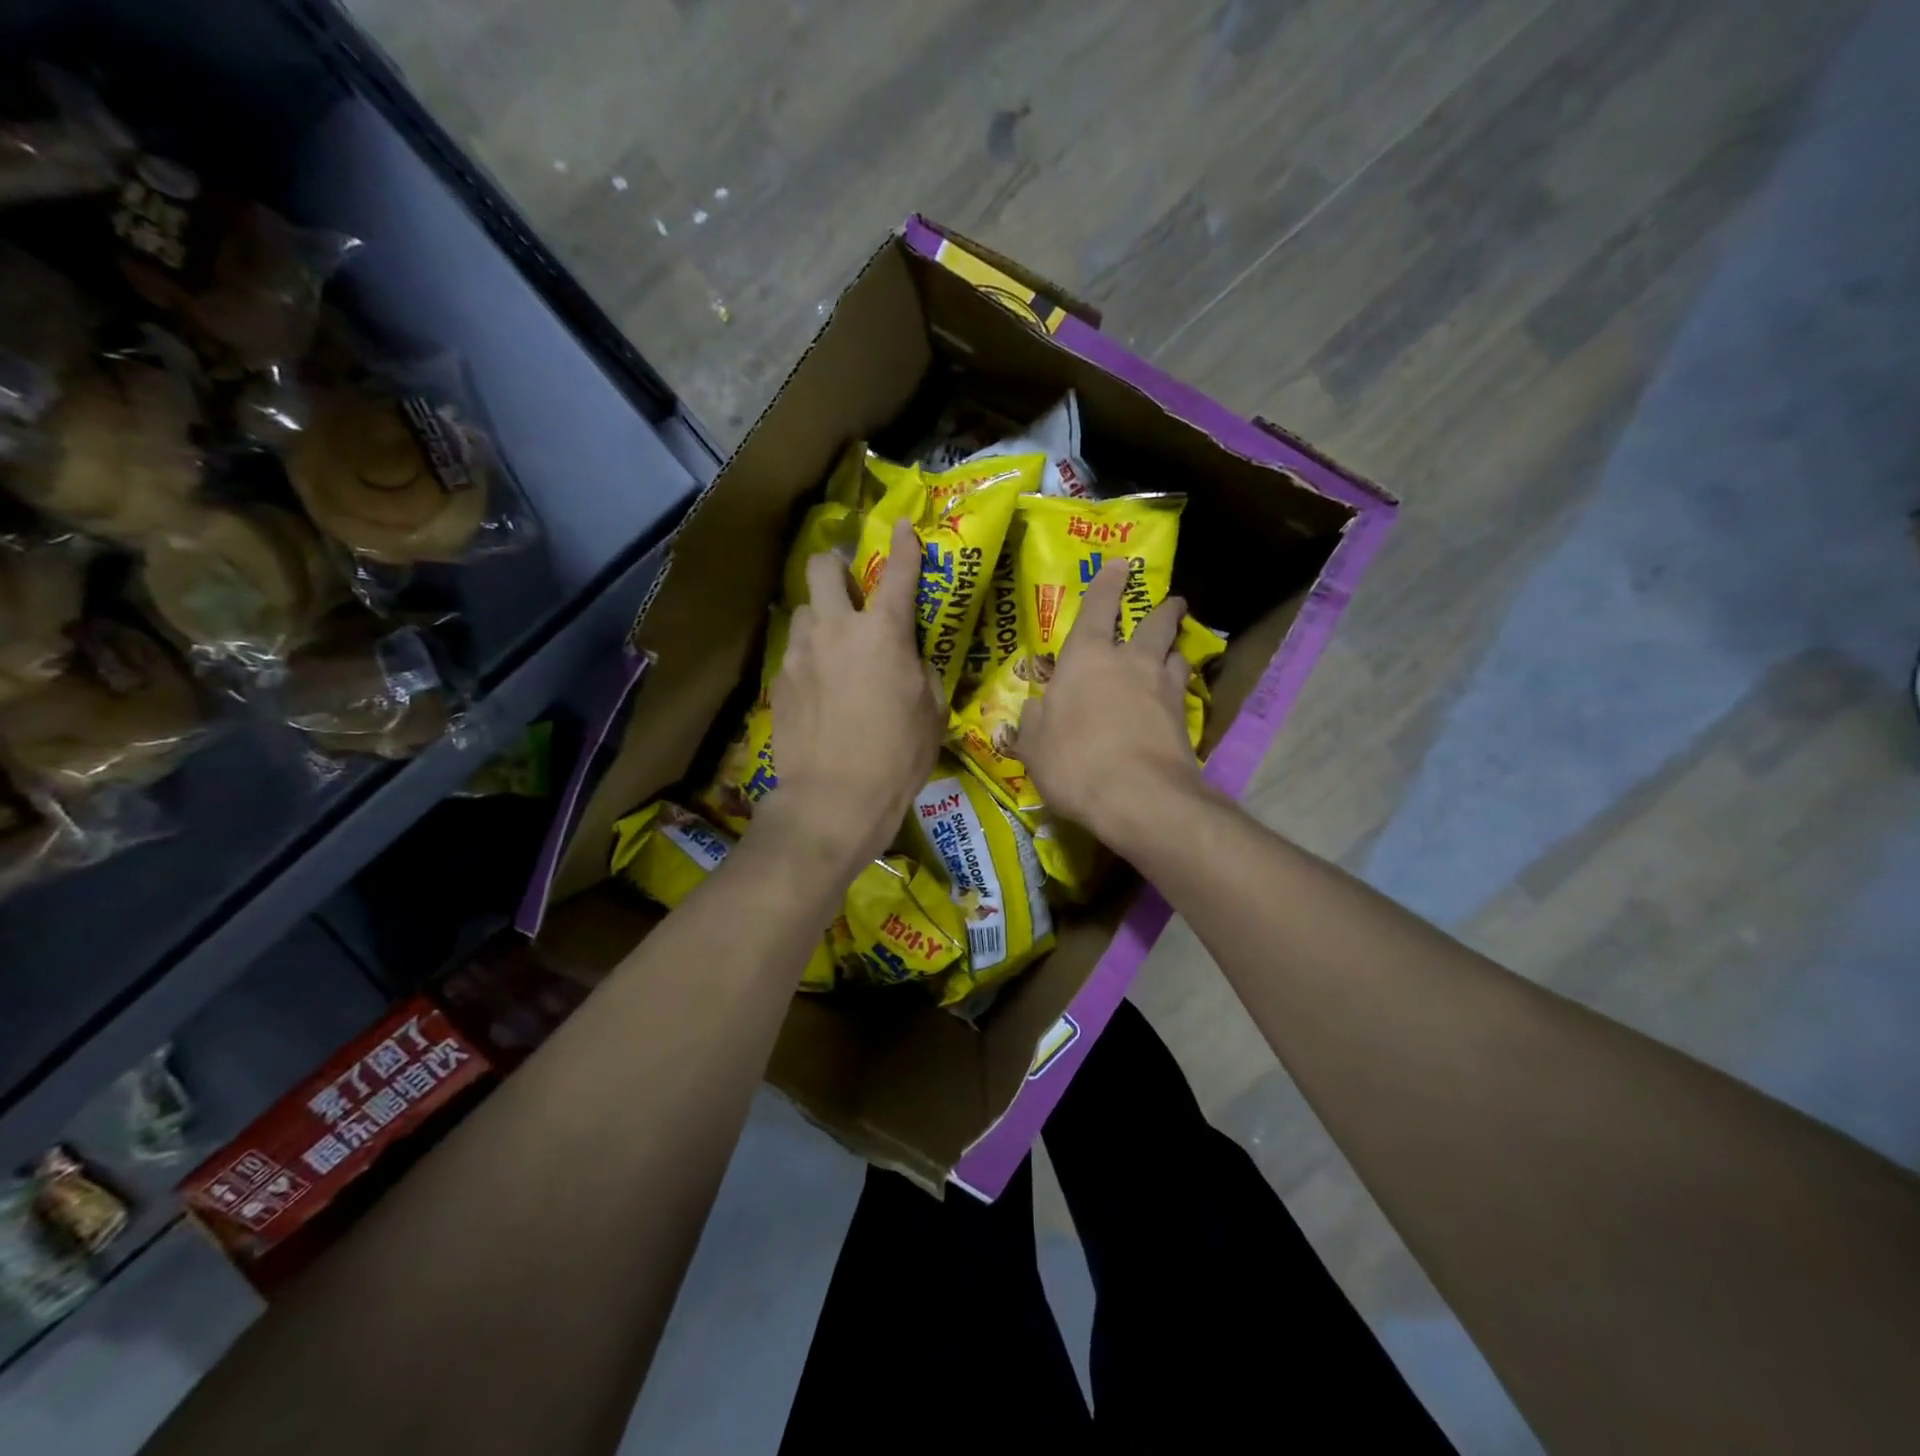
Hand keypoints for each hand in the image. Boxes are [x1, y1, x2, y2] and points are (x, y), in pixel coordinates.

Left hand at [756, 516, 942, 879]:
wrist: (833, 799)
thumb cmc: (897, 757)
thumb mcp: (931, 712)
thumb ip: (921, 671)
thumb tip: (909, 657)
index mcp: (884, 633)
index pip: (898, 572)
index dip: (904, 544)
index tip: (901, 525)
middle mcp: (837, 629)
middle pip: (822, 568)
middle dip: (835, 566)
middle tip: (851, 588)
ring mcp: (801, 653)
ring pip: (804, 610)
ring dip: (820, 616)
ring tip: (833, 645)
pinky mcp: (779, 680)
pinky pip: (794, 652)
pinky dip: (809, 656)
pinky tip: (819, 685)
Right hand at [1018, 559, 1202, 850]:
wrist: (1138, 796)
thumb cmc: (1074, 761)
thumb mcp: (1035, 746)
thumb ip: (1034, 723)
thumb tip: (1035, 711)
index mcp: (1086, 658)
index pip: (1098, 608)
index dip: (1108, 584)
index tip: (1121, 565)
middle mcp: (1129, 663)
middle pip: (1154, 624)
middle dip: (1163, 610)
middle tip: (1172, 603)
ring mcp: (1162, 689)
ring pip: (1176, 655)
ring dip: (1175, 648)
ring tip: (1174, 652)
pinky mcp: (1185, 720)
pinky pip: (1183, 692)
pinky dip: (1179, 689)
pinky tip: (1175, 699)